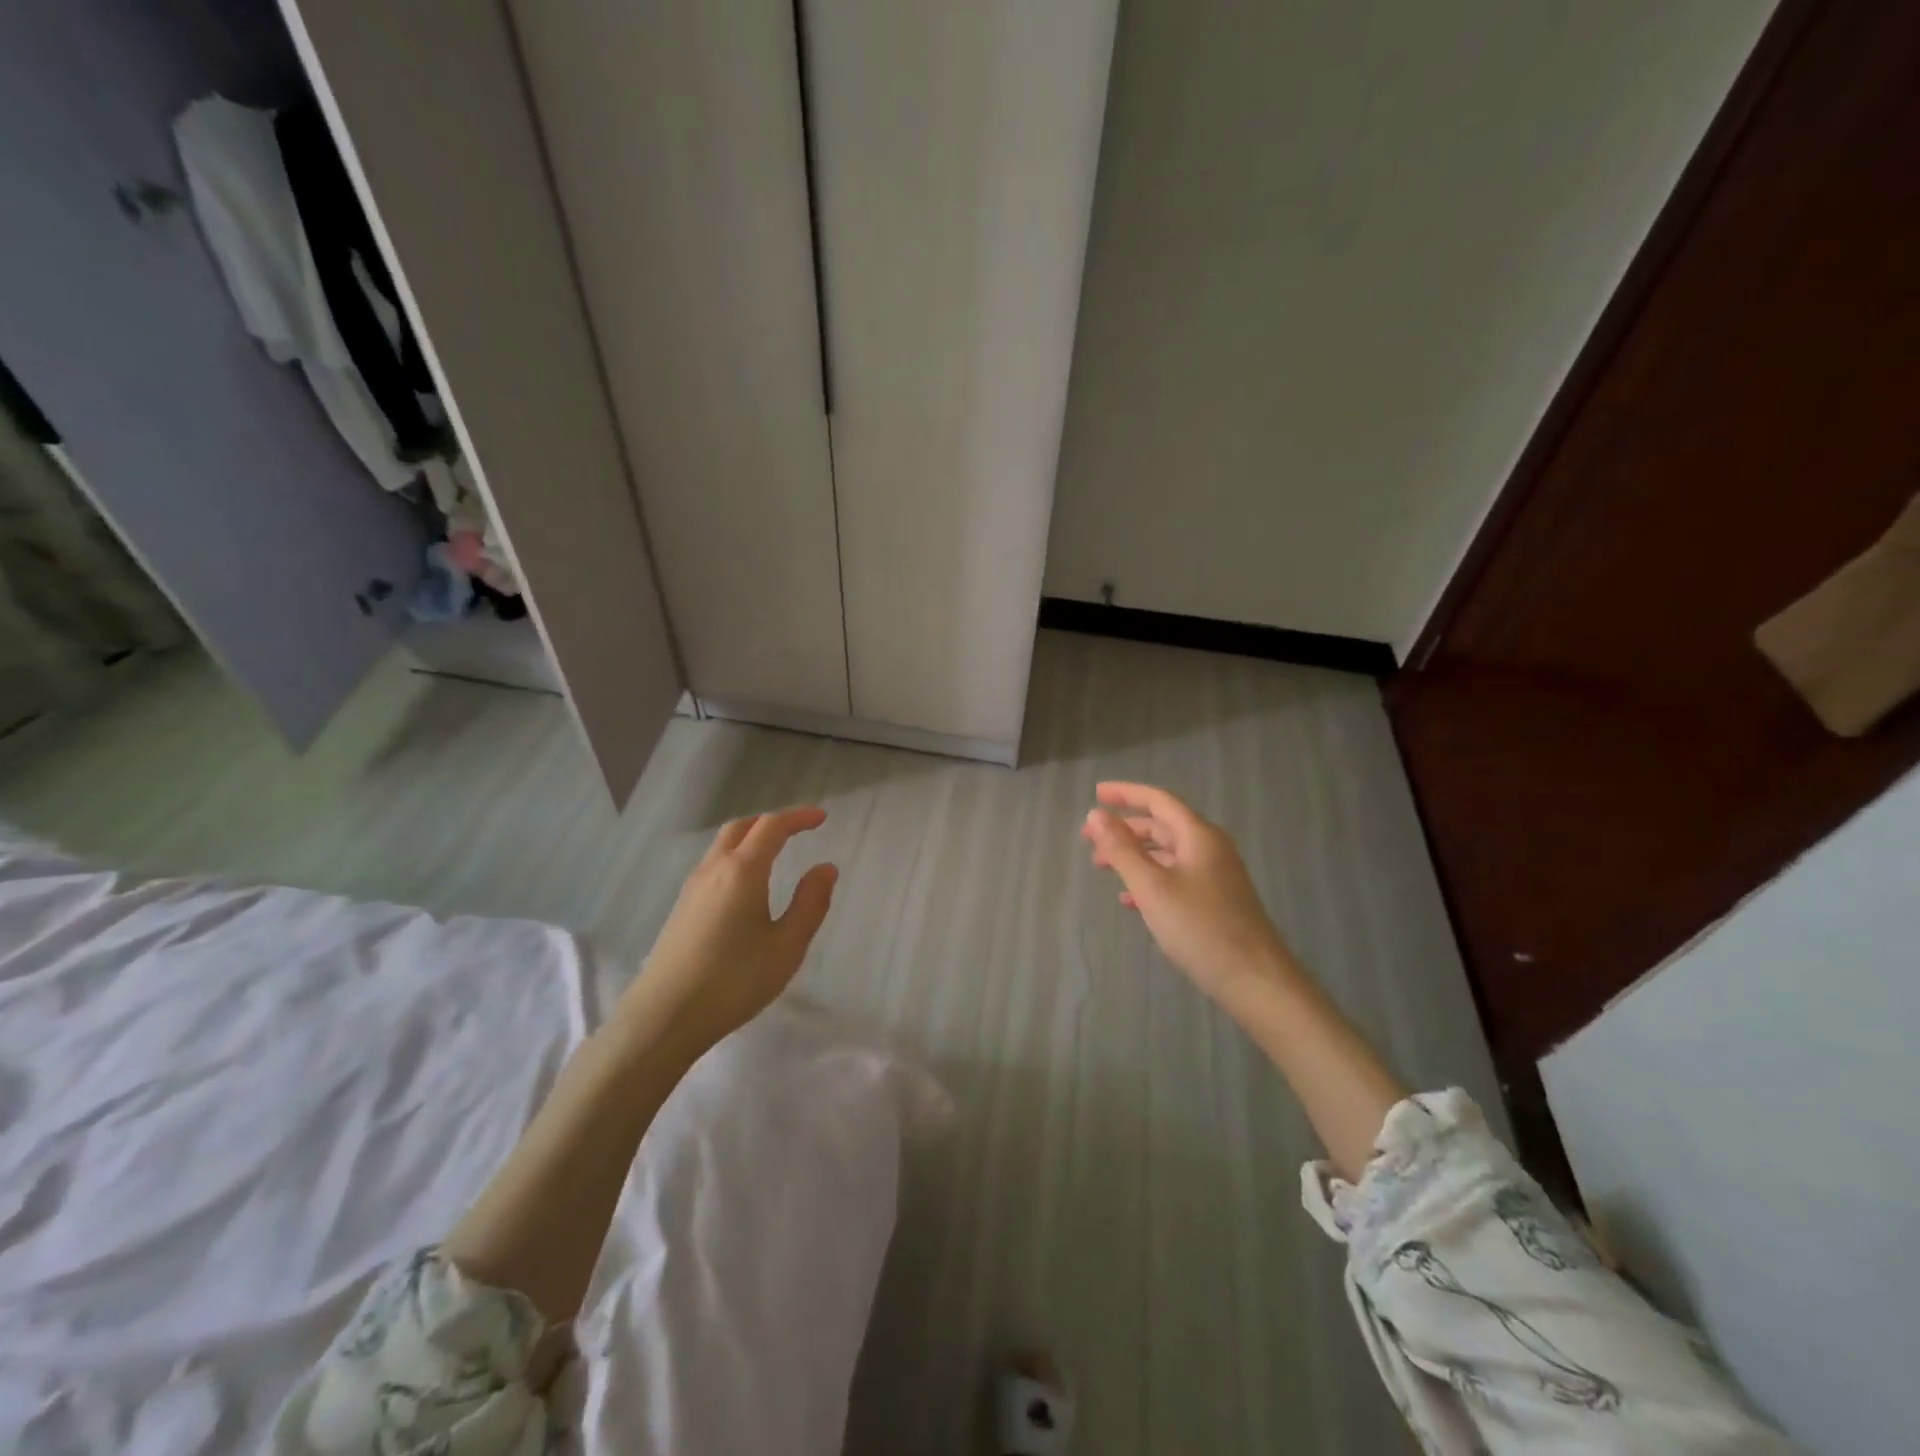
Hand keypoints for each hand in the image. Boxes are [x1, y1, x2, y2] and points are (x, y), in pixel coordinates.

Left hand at [619, 806, 838, 1053]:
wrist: (664, 1017)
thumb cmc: (734, 980)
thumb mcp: (787, 946)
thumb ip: (810, 903)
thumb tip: (825, 868)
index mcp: (743, 871)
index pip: (772, 827)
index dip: (798, 817)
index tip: (821, 818)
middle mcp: (714, 869)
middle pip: (741, 827)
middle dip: (771, 822)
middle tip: (797, 830)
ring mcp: (693, 888)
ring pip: (722, 845)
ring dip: (750, 838)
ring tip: (774, 853)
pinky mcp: (682, 908)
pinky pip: (712, 865)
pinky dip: (735, 857)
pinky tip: (745, 886)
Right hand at [1081, 782, 1295, 1004]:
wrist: (1255, 980)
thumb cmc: (1200, 928)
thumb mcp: (1152, 887)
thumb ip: (1122, 849)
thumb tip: (1095, 815)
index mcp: (1198, 835)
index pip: (1158, 800)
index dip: (1125, 794)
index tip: (1096, 794)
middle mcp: (1209, 848)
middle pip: (1161, 825)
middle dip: (1124, 829)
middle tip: (1089, 839)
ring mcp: (1215, 875)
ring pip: (1167, 853)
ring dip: (1134, 855)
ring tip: (1103, 867)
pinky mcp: (1215, 901)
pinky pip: (1175, 877)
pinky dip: (1149, 880)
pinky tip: (1129, 900)